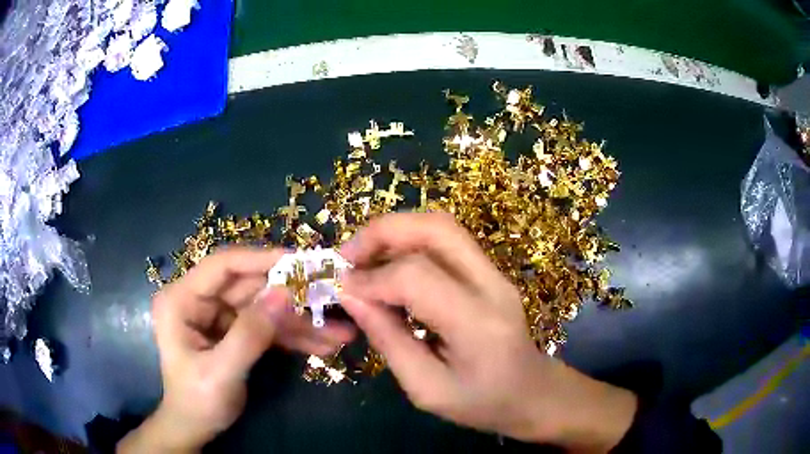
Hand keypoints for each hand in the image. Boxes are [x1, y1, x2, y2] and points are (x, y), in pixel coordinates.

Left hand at [118, 247, 354, 452]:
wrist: (195, 427)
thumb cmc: (197, 401)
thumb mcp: (222, 372)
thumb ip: (250, 334)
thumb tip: (284, 293)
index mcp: (181, 300)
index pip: (222, 267)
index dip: (260, 259)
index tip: (299, 262)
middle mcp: (199, 300)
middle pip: (250, 287)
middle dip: (291, 299)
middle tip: (331, 298)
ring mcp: (218, 316)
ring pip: (263, 308)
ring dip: (299, 322)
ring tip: (338, 334)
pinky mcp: (233, 331)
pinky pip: (266, 327)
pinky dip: (292, 337)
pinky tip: (322, 345)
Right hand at [340, 213, 636, 452]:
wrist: (533, 393)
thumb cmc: (482, 404)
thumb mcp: (427, 389)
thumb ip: (388, 341)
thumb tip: (351, 297)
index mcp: (478, 323)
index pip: (417, 277)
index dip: (372, 279)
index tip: (341, 290)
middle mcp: (491, 285)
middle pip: (435, 228)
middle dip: (382, 232)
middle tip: (347, 257)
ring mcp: (495, 273)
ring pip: (441, 226)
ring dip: (395, 232)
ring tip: (362, 259)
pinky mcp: (490, 272)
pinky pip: (445, 241)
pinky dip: (409, 243)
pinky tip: (389, 267)